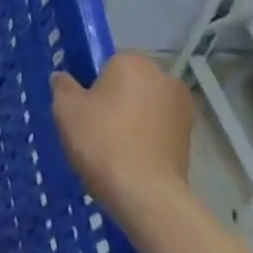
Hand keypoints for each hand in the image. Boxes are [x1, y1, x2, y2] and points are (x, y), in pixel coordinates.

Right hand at [50, 53, 192, 225]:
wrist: (143, 191)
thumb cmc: (100, 139)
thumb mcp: (65, 108)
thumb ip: (62, 85)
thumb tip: (64, 78)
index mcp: (133, 62)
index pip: (107, 61)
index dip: (91, 82)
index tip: (81, 105)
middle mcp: (164, 78)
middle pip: (129, 83)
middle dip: (114, 98)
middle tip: (92, 125)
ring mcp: (182, 108)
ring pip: (144, 106)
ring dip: (131, 118)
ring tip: (110, 146)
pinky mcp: (190, 137)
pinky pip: (157, 128)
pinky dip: (144, 137)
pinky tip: (129, 158)